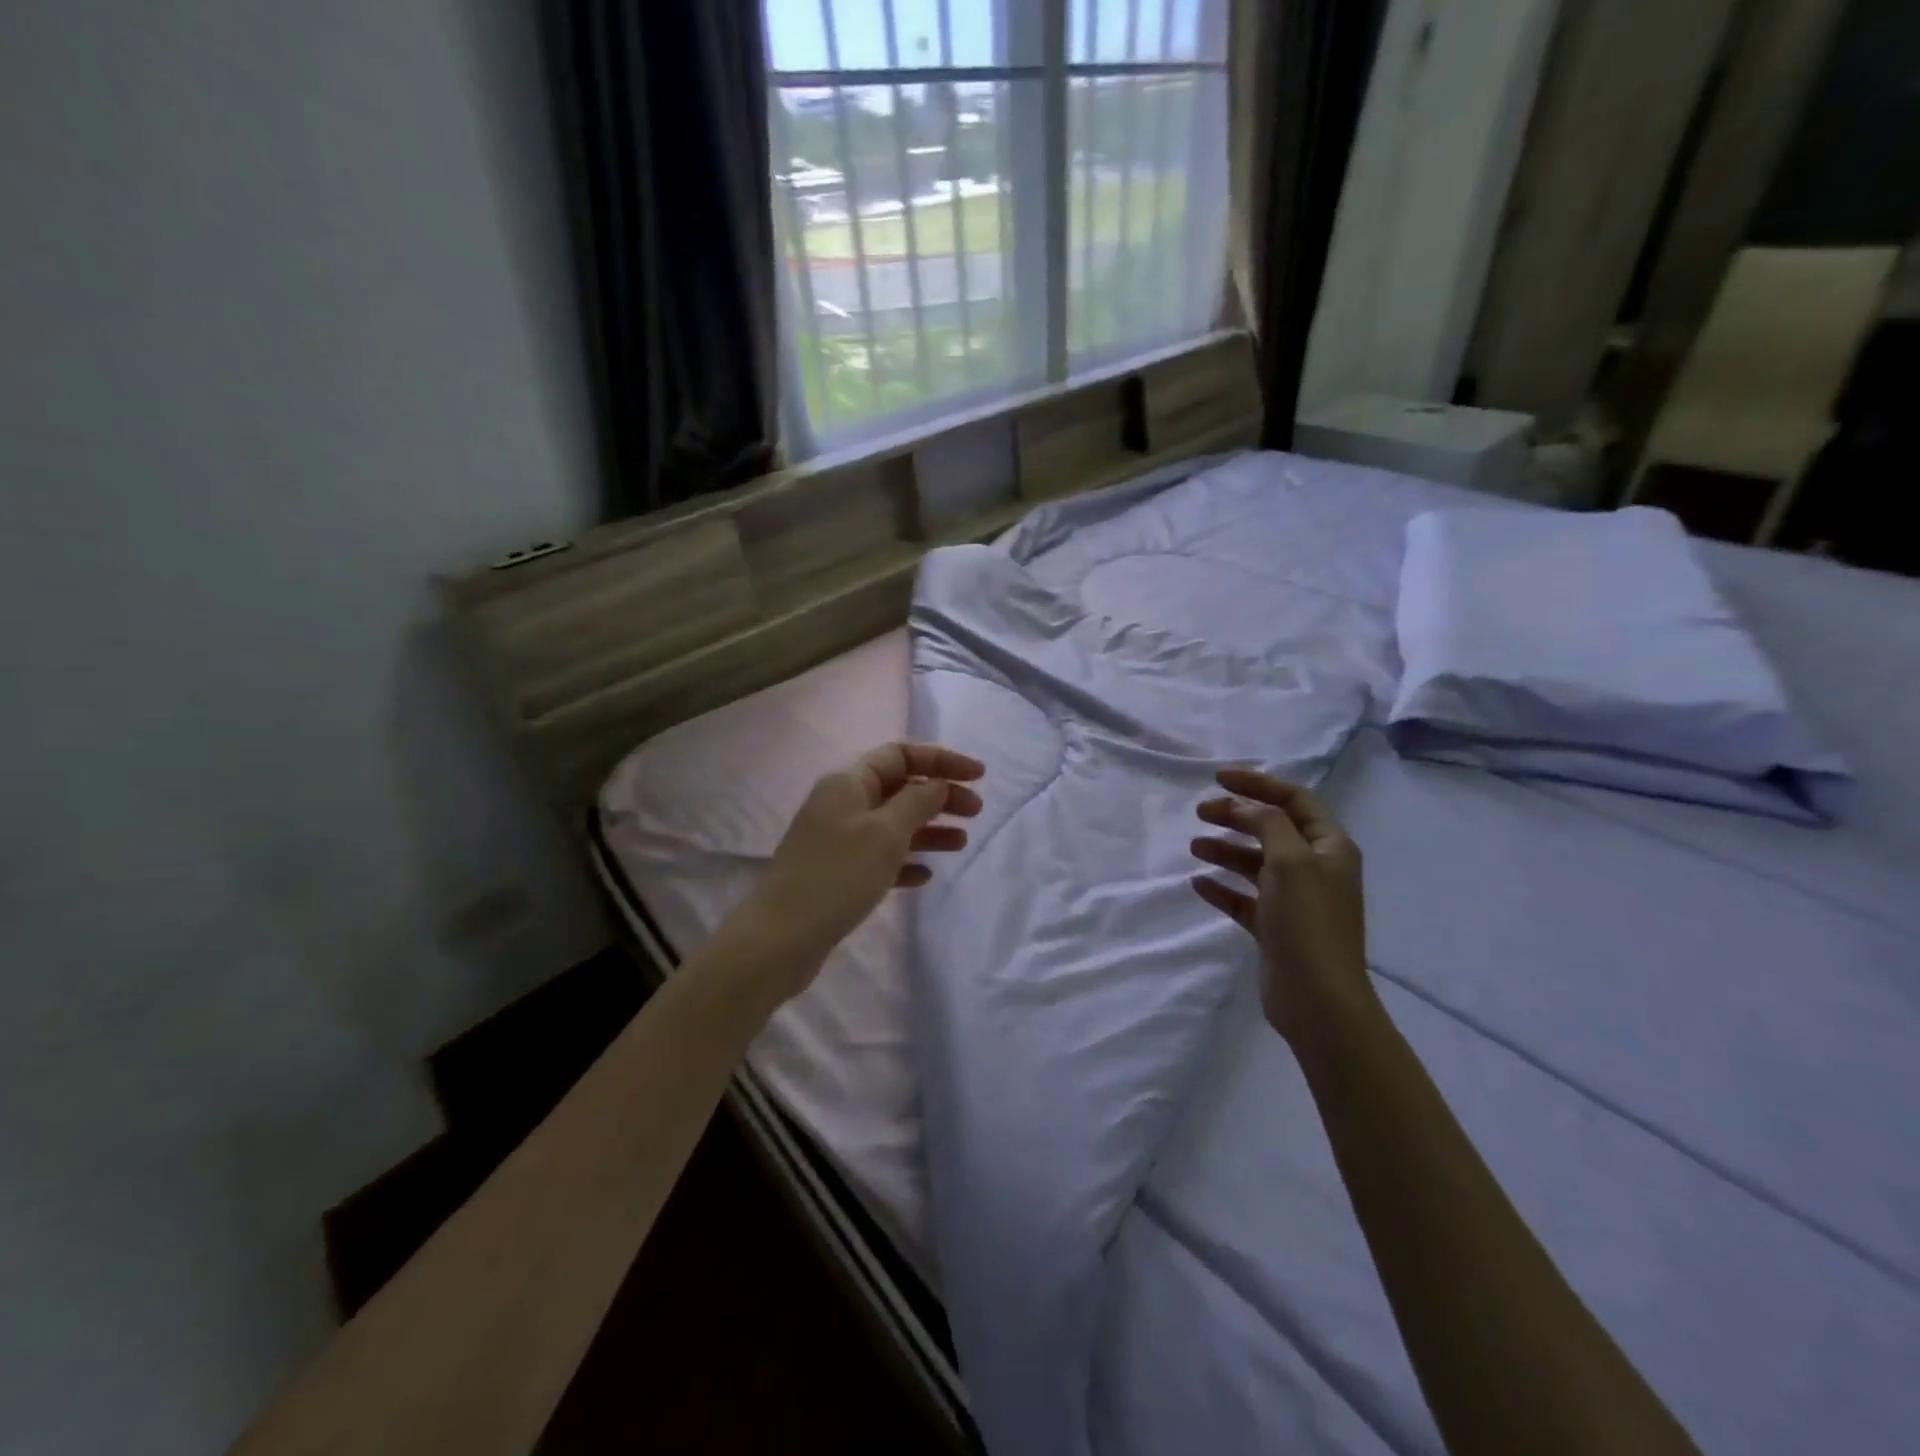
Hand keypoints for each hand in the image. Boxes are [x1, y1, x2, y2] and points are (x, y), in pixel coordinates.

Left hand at [743, 742, 984, 995]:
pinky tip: (925, 876)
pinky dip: (906, 860)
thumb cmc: (837, 876)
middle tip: (976, 811)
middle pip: (900, 787)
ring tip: (961, 843)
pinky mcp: (838, 873)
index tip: (979, 775)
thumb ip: (917, 802)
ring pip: (893, 823)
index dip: (942, 760)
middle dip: (940, 795)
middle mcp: (842, 803)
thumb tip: (937, 784)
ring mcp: (838, 839)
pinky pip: (880, 857)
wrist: (780, 938)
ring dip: (929, 828)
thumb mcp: (885, 833)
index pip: (901, 755)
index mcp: (849, 782)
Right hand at [1191, 769, 1372, 1045]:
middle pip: (1272, 828)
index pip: (1294, 800)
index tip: (1218, 779)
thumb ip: (1267, 824)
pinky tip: (1199, 885)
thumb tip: (1245, 807)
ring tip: (1195, 847)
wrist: (1318, 1000)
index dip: (1257, 784)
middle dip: (1236, 816)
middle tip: (1200, 812)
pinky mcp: (1276, 928)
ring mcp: (1295, 900)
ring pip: (1256, 862)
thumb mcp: (1290, 860)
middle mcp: (1315, 868)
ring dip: (1226, 850)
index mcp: (1329, 847)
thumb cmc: (1308, 922)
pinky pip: (1245, 898)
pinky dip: (1223, 888)